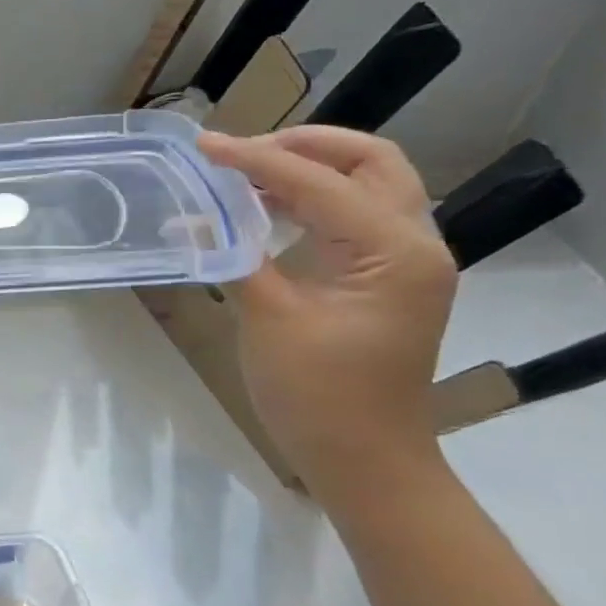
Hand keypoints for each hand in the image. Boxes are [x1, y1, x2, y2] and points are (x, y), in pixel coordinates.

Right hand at [198, 128, 456, 507]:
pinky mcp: (386, 278)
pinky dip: (312, 199)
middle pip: (371, 162)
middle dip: (306, 145)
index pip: (320, 183)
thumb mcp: (270, 319)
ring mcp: (406, 261)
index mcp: (395, 253)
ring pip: (368, 184)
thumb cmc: (319, 396)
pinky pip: (354, 215)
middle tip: (242, 152)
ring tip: (245, 174)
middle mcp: (415, 245)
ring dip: (309, 169)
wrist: (365, 461)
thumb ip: (235, 255)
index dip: (257, 159)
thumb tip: (190, 216)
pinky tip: (266, 209)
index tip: (204, 145)